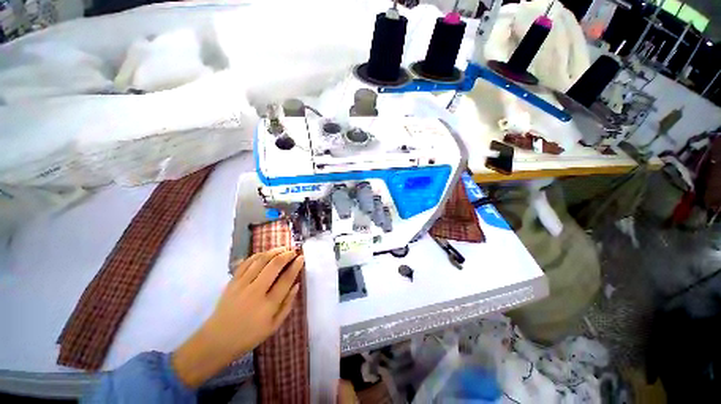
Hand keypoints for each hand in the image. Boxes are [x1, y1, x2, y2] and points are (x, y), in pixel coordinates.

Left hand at [172, 247, 303, 387]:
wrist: (216, 341)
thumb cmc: (249, 336)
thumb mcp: (273, 326)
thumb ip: (287, 305)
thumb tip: (297, 285)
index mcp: (268, 305)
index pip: (286, 279)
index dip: (296, 266)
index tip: (301, 258)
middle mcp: (255, 291)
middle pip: (274, 265)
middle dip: (286, 255)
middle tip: (293, 251)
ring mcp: (242, 285)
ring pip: (260, 260)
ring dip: (273, 251)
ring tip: (282, 248)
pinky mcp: (232, 282)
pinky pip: (246, 263)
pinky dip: (257, 255)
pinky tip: (265, 253)